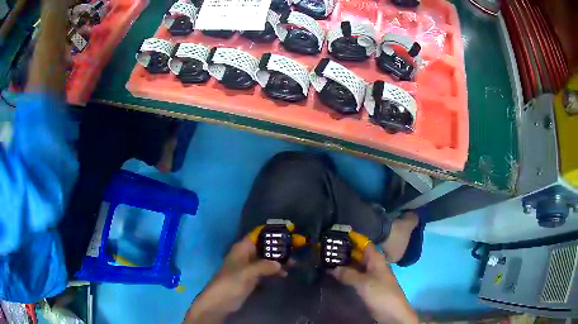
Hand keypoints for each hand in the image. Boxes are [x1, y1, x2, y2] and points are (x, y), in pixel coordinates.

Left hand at [184, 236, 285, 323]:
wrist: (221, 300)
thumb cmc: (231, 282)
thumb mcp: (248, 272)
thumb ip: (264, 266)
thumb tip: (280, 264)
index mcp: (242, 248)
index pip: (258, 234)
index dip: (272, 231)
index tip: (288, 230)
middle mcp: (246, 254)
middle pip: (265, 246)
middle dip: (279, 247)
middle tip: (296, 248)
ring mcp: (249, 266)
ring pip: (266, 259)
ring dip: (279, 260)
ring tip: (293, 264)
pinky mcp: (251, 277)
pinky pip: (266, 270)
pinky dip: (274, 271)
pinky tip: (284, 274)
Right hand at [330, 244, 417, 323]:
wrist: (392, 312)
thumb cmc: (381, 293)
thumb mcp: (363, 283)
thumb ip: (347, 274)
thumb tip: (331, 267)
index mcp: (375, 258)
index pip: (362, 242)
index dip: (350, 238)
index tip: (334, 235)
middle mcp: (372, 264)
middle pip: (357, 254)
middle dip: (343, 251)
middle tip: (324, 250)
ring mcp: (370, 275)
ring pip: (355, 265)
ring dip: (343, 264)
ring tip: (324, 260)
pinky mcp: (367, 285)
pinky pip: (354, 276)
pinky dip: (345, 274)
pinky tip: (333, 274)